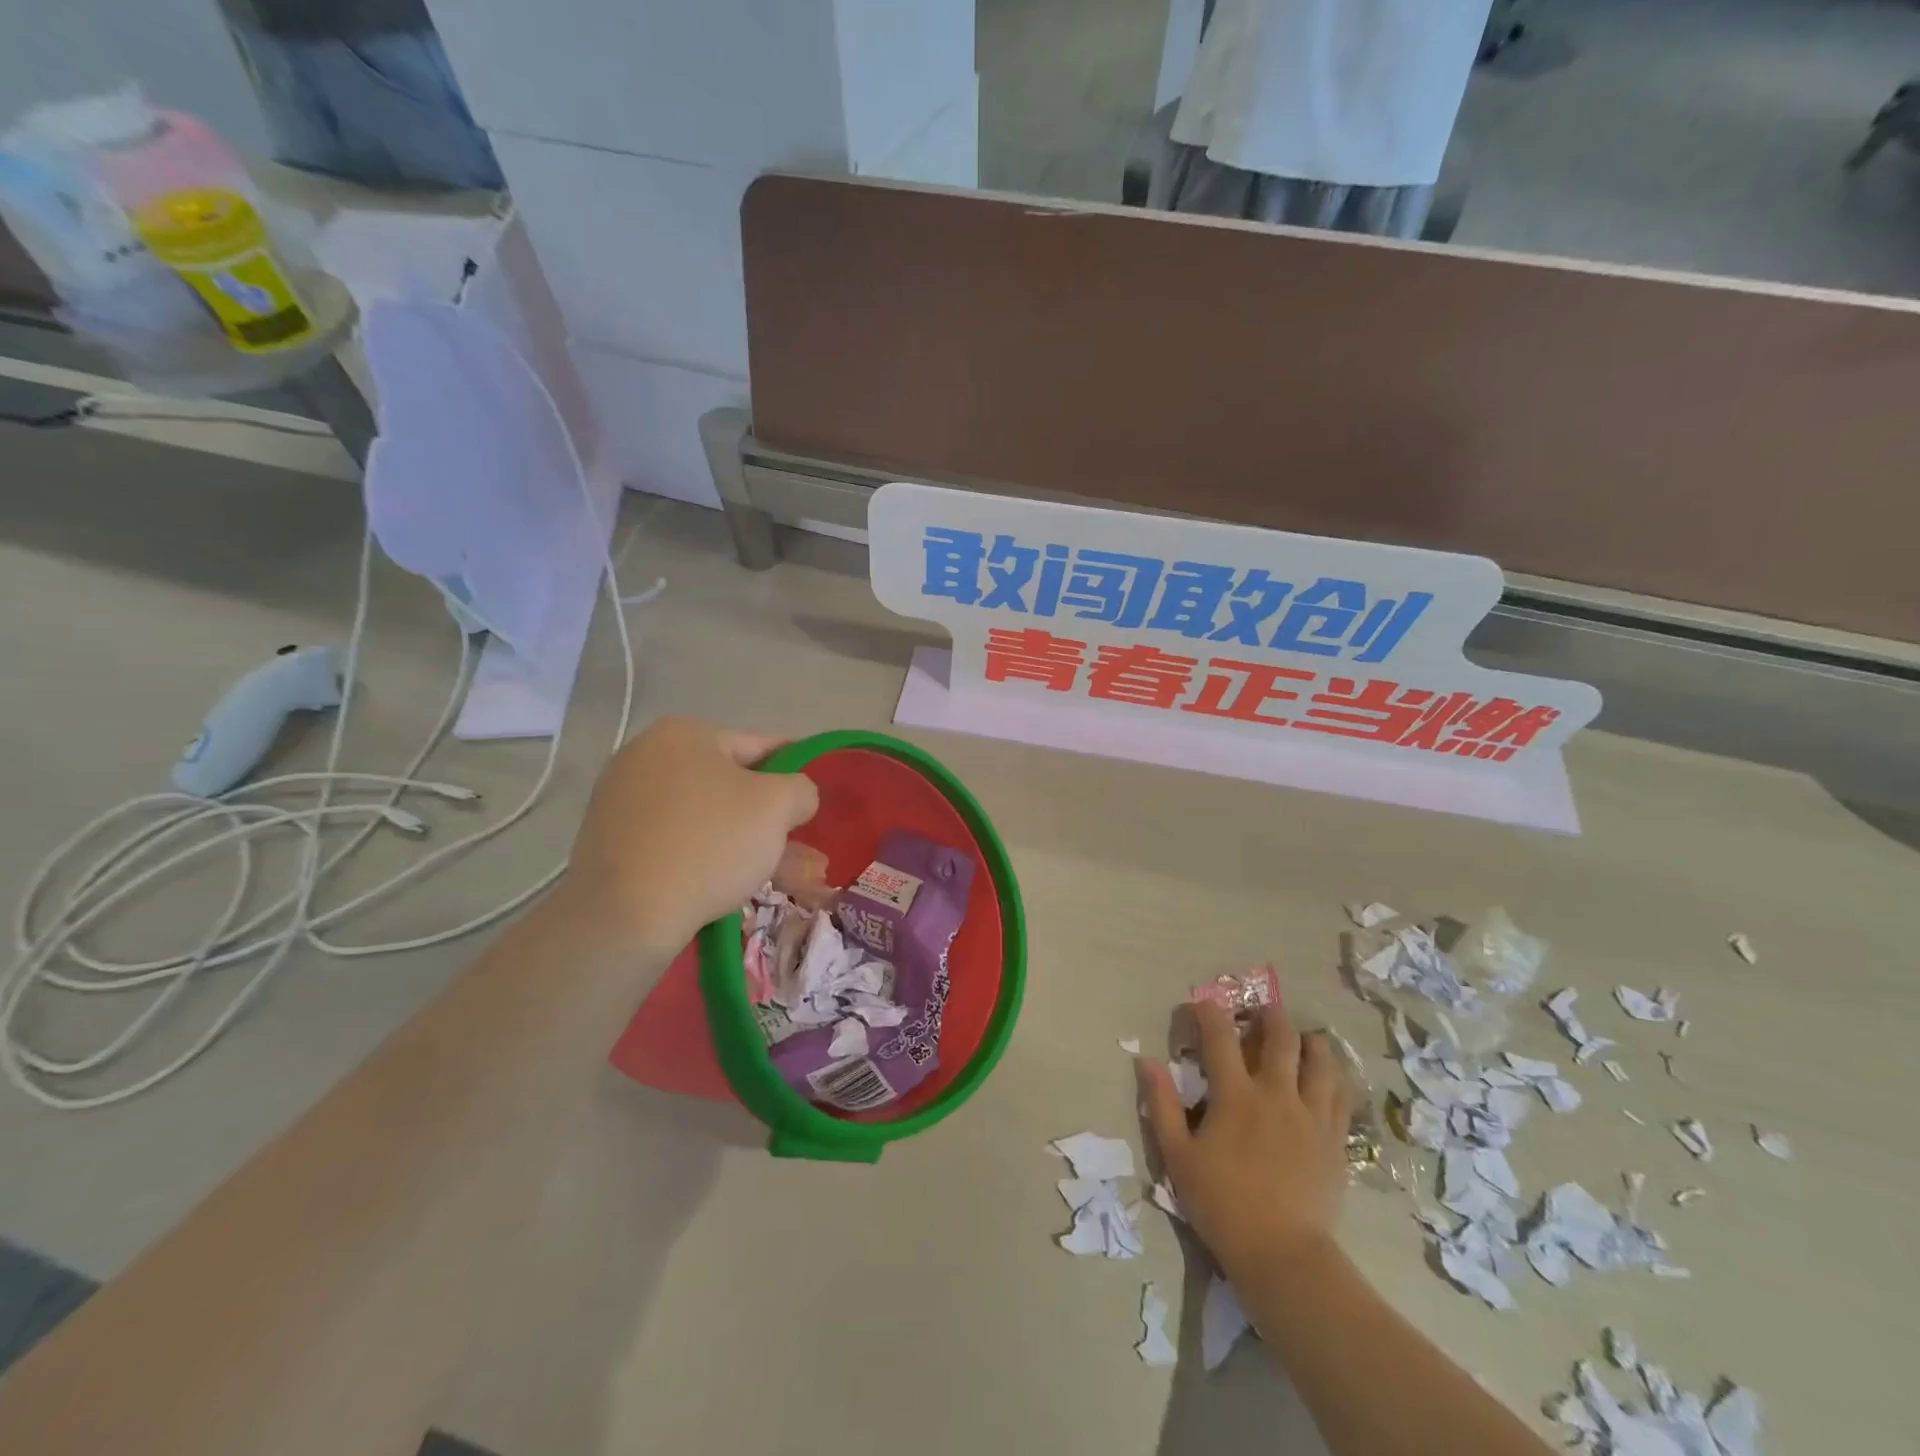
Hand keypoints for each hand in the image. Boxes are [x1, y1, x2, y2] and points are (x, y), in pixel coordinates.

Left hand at [561, 718, 818, 955]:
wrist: (625, 916)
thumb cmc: (709, 844)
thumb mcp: (777, 805)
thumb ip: (801, 789)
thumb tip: (796, 797)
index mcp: (684, 735)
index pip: (760, 746)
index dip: (795, 773)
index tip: (815, 802)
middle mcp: (647, 759)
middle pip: (733, 787)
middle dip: (775, 823)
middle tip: (808, 855)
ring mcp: (625, 803)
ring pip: (710, 821)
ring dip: (752, 847)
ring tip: (792, 882)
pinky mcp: (614, 845)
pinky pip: (680, 844)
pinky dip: (714, 860)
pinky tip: (743, 887)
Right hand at [1140, 999, 1354, 1287]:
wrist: (1283, 1256)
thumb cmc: (1222, 1204)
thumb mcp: (1178, 1156)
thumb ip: (1161, 1105)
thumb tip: (1146, 1061)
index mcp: (1236, 1096)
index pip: (1220, 1037)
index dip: (1210, 1012)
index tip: (1202, 1003)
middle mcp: (1277, 1094)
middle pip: (1281, 1037)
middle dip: (1270, 1014)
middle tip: (1261, 1008)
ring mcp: (1311, 1116)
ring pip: (1319, 1060)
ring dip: (1308, 1040)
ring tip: (1301, 1036)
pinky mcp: (1335, 1140)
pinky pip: (1340, 1094)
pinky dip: (1333, 1075)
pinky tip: (1327, 1075)